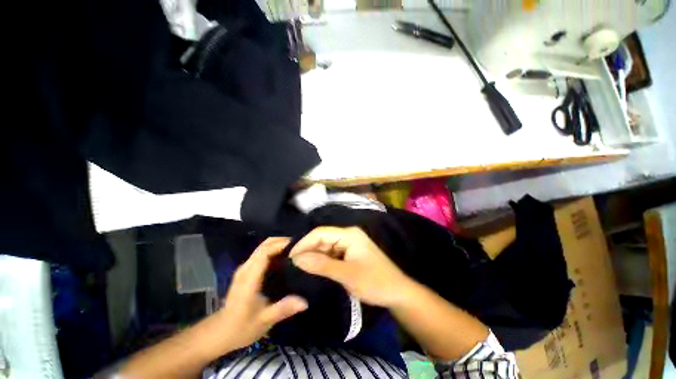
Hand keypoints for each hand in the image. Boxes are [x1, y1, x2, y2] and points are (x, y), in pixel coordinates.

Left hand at [217, 237, 307, 350]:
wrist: (220, 332)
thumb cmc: (241, 327)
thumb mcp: (264, 321)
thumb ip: (283, 309)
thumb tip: (305, 302)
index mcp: (249, 277)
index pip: (265, 252)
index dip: (280, 245)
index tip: (298, 244)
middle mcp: (246, 268)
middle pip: (264, 245)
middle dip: (282, 241)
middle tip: (301, 245)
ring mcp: (245, 268)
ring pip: (263, 247)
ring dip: (278, 244)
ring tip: (296, 249)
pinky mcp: (247, 270)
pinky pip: (262, 253)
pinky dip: (274, 250)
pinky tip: (286, 257)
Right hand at [289, 227, 413, 307]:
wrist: (397, 293)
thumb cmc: (375, 282)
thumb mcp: (347, 275)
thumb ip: (321, 265)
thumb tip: (297, 259)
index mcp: (349, 234)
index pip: (320, 233)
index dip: (304, 243)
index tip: (289, 258)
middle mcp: (348, 235)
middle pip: (322, 239)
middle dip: (308, 251)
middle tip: (292, 266)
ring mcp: (349, 244)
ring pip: (326, 247)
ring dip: (314, 257)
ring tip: (298, 269)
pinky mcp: (350, 254)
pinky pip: (331, 254)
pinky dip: (322, 261)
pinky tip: (312, 270)